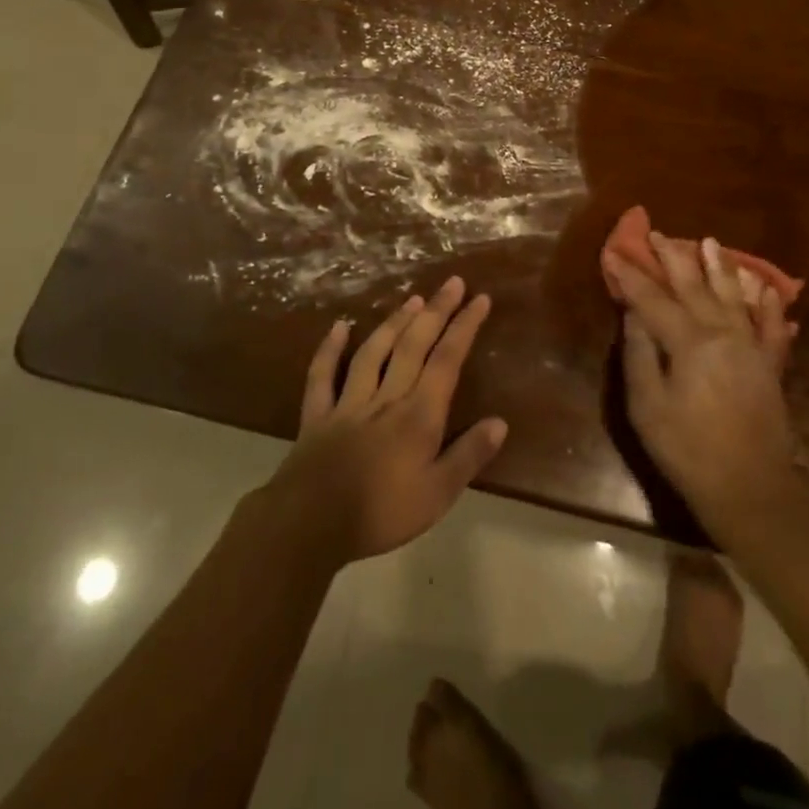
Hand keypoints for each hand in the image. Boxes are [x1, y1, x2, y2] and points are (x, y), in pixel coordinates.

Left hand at [263, 277, 507, 564]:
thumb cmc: (380, 513)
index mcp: (418, 415)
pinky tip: (339, 326)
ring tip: (412, 298)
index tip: (480, 298)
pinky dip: (330, 349)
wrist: (308, 526)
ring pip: (375, 352)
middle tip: (452, 283)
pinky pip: (323, 375)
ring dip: (395, 323)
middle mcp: (387, 397)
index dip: (465, 327)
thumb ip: (468, 456)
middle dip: (436, 311)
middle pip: (414, 345)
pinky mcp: (318, 415)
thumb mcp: (437, 495)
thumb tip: (500, 422)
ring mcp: (349, 402)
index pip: (447, 360)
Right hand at [605, 234, 802, 539]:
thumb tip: (634, 314)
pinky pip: (772, 327)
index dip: (631, 276)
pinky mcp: (770, 365)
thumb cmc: (688, 450)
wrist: (750, 488)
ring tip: (710, 242)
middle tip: (659, 234)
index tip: (615, 252)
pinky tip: (766, 289)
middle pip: (694, 287)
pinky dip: (769, 305)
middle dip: (673, 258)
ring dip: (720, 267)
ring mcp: (751, 346)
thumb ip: (639, 355)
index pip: (653, 299)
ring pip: (733, 295)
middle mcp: (722, 333)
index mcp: (689, 342)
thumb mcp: (647, 407)